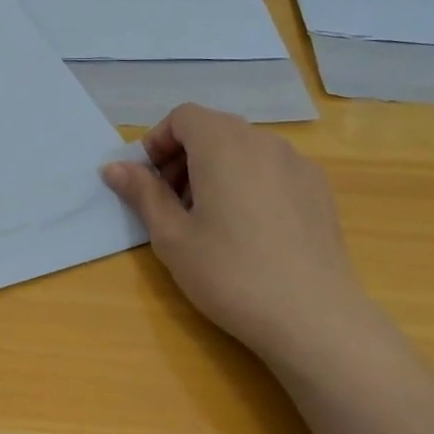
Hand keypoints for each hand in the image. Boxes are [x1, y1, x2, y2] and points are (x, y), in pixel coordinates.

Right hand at [101, 104, 381, 371]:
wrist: (313, 317)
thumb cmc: (229, 273)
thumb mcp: (171, 236)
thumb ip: (142, 193)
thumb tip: (114, 168)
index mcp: (223, 145)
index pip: (183, 116)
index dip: (158, 141)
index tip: (148, 181)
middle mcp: (264, 142)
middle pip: (214, 129)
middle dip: (184, 156)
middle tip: (172, 203)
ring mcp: (298, 164)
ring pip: (245, 149)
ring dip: (216, 169)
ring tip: (209, 219)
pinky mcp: (319, 190)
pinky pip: (272, 169)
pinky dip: (249, 182)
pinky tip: (249, 230)